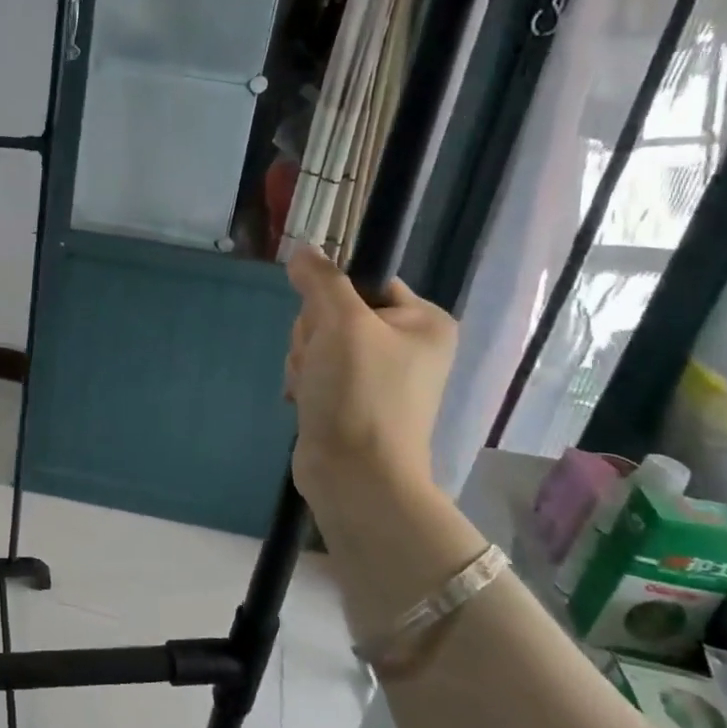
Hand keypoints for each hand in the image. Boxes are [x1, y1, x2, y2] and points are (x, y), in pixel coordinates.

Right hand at [284, 244, 456, 513]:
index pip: (366, 280)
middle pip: (336, 311)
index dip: (333, 296)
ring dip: (304, 360)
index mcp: (424, 322)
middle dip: (314, 335)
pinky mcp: (352, 400)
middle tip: (320, 360)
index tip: (327, 321)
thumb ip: (321, 280)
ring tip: (314, 388)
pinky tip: (307, 401)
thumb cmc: (360, 393)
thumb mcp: (342, 323)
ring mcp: (379, 376)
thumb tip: (302, 251)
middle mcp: (408, 345)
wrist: (355, 476)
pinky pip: (316, 370)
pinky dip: (304, 382)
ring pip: (319, 341)